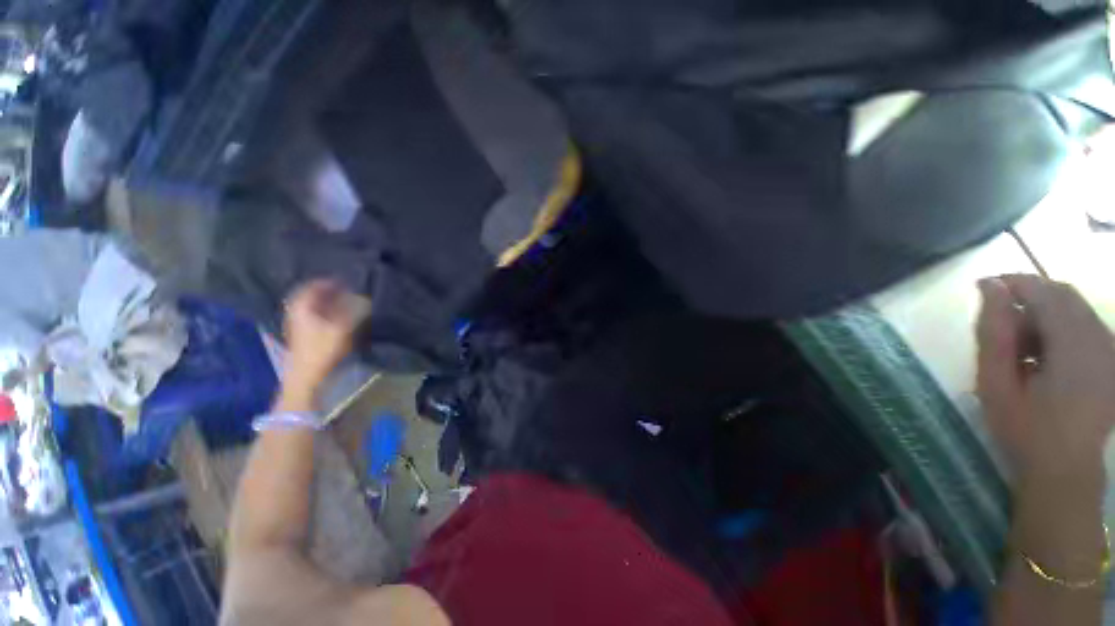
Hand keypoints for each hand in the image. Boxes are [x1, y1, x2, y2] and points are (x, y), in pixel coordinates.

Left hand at [282, 280, 370, 399]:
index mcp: (302, 308)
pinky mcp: (301, 335)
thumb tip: (363, 298)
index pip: (312, 287)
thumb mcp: (342, 329)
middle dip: (326, 291)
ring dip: (325, 302)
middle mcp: (295, 313)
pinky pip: (311, 316)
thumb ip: (353, 311)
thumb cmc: (322, 350)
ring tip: (342, 301)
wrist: (306, 377)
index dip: (327, 282)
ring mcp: (296, 325)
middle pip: (309, 296)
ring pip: (310, 307)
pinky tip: (335, 316)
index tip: (343, 279)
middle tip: (343, 289)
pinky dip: (323, 312)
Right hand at [977, 275, 1114, 493]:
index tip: (984, 287)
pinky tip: (1044, 356)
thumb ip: (993, 333)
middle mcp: (1100, 339)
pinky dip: (1062, 329)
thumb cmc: (1025, 430)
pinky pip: (1087, 327)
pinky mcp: (1112, 362)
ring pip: (1076, 310)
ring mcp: (1111, 351)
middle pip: (1064, 296)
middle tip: (1000, 320)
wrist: (1066, 473)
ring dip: (1045, 315)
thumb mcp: (996, 383)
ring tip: (1020, 346)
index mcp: (1073, 344)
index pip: (1044, 291)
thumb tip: (990, 288)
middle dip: (1030, 298)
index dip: (1013, 282)